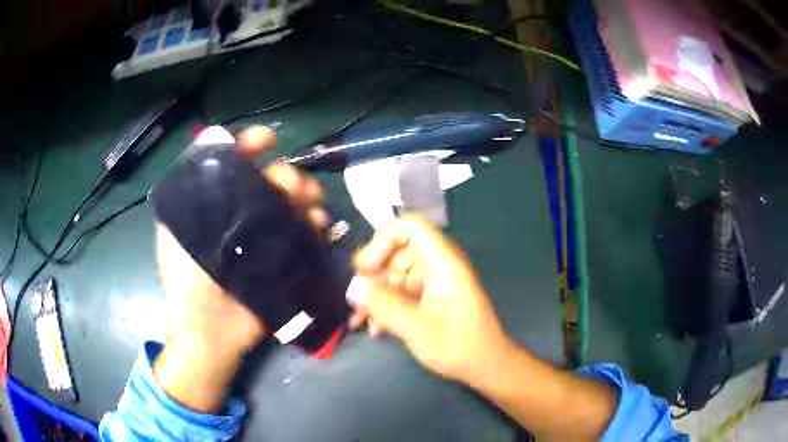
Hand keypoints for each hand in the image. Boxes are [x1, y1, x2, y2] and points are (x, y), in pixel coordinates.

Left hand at [154, 126, 328, 411]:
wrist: (212, 329)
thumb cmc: (188, 277)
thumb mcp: (176, 227)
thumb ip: (191, 186)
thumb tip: (212, 137)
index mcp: (215, 206)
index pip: (234, 164)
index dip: (250, 146)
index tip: (268, 140)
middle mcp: (240, 216)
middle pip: (269, 181)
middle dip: (285, 175)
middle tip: (293, 186)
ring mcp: (264, 237)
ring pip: (291, 203)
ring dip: (306, 195)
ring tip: (312, 203)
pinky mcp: (283, 257)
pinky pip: (304, 231)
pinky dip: (315, 222)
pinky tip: (319, 222)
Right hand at [351, 216, 510, 383]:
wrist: (483, 365)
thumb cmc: (458, 347)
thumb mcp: (418, 330)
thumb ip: (385, 306)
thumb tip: (355, 289)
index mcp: (444, 265)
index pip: (412, 228)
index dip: (384, 240)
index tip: (365, 268)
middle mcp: (438, 266)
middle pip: (398, 250)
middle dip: (373, 273)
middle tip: (357, 298)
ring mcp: (433, 281)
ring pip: (394, 273)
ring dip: (375, 293)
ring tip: (359, 320)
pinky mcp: (428, 296)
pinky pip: (400, 290)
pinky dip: (384, 304)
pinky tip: (372, 326)